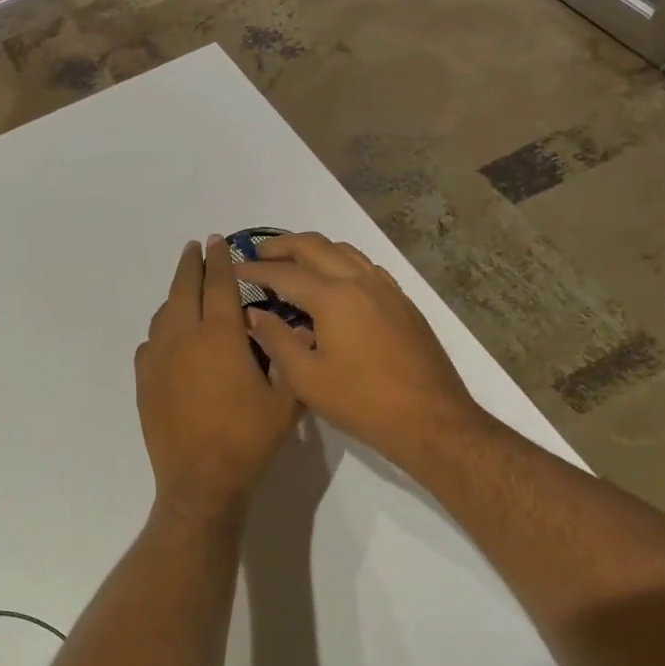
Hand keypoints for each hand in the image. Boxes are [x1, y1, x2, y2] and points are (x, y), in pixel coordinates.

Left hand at [135, 237, 302, 522]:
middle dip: (191, 263)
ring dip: (175, 294)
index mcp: (221, 335)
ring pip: (164, 313)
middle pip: (184, 288)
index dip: (221, 260)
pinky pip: (151, 342)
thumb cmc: (248, 439)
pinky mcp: (144, 380)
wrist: (201, 480)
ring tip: (185, 288)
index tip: (219, 240)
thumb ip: (290, 357)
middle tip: (196, 247)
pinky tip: (169, 337)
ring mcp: (159, 358)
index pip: (220, 284)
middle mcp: (184, 337)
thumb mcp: (286, 400)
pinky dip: (162, 330)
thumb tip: (295, 326)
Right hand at [235, 233, 483, 473]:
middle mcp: (360, 282)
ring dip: (313, 250)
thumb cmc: (362, 402)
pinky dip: (340, 262)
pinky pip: (365, 267)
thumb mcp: (306, 378)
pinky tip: (333, 282)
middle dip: (283, 246)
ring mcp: (386, 289)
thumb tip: (254, 314)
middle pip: (315, 247)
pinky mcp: (402, 303)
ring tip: (292, 262)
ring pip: (344, 251)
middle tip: (258, 254)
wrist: (430, 419)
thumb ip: (275, 340)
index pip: (285, 273)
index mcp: (334, 297)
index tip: (233, 269)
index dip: (255, 270)